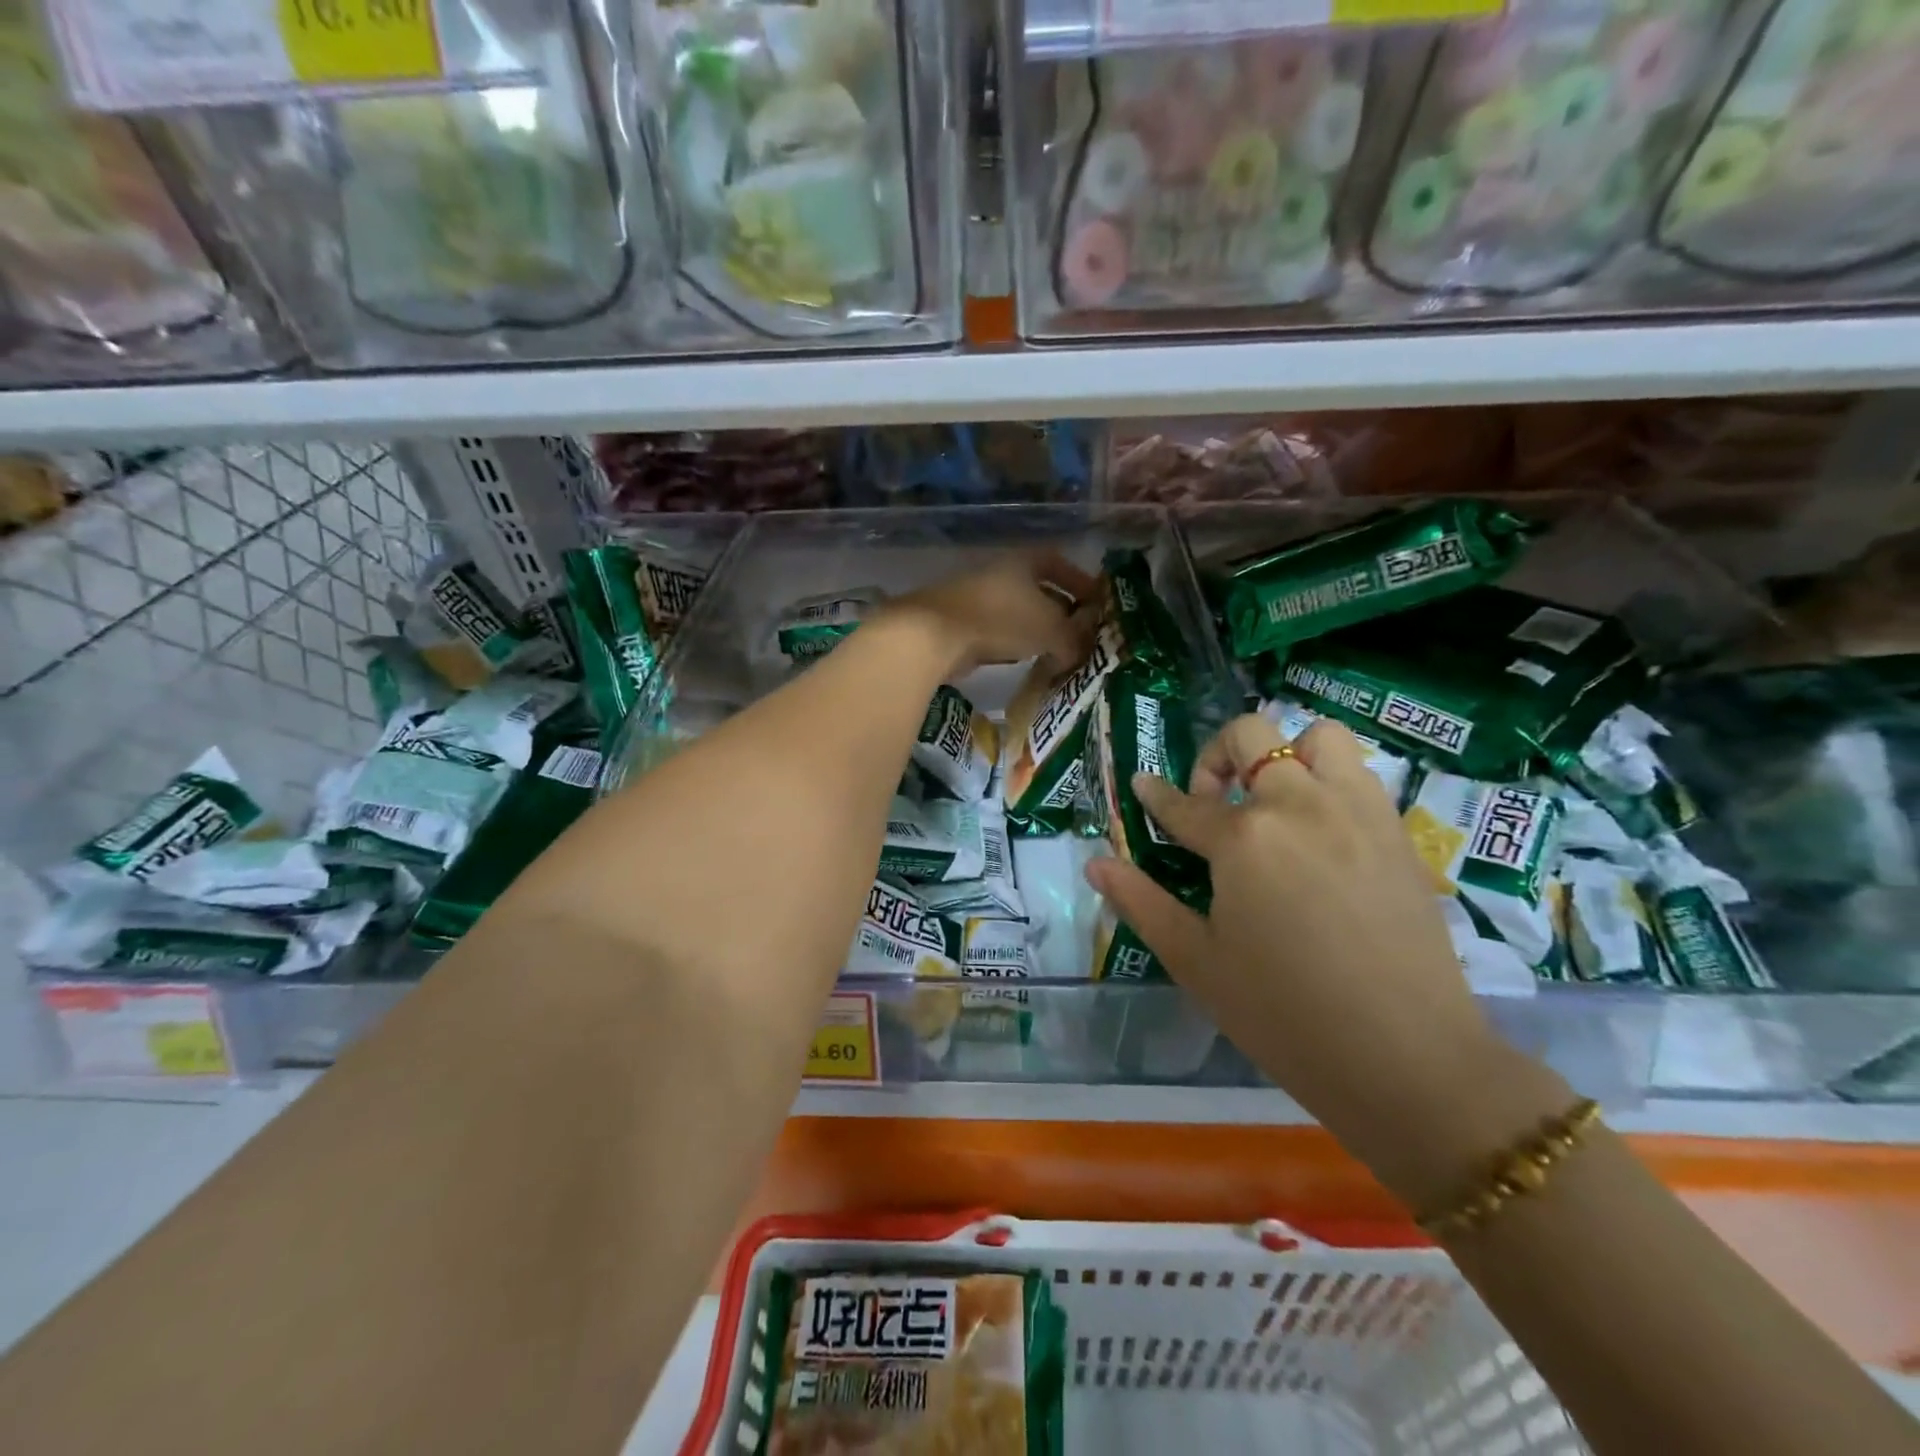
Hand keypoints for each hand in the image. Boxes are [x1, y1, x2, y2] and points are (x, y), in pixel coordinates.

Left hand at [884, 552, 1099, 677]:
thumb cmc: (1001, 619)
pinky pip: (996, 630)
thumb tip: (1079, 653)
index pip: (1059, 563)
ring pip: (1016, 611)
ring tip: (1054, 650)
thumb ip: (1072, 639)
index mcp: (1024, 561)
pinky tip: (1021, 659)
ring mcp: (976, 597)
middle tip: (1077, 632)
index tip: (1095, 603)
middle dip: (1059, 609)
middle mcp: (1000, 573)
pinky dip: (1012, 642)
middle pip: (1037, 588)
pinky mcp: (960, 623)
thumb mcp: (1050, 629)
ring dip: (1035, 629)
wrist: (935, 634)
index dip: (1080, 581)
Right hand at [1085, 713, 1550, 1203]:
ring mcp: (1356, 811)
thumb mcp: (1196, 961)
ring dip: (1284, 755)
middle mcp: (1299, 805)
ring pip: (1316, 738)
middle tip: (1213, 804)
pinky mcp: (1396, 831)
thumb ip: (1141, 902)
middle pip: (1251, 737)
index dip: (1156, 796)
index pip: (1185, 804)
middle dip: (1217, 757)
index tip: (1143, 786)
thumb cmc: (1283, 1014)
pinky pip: (1359, 774)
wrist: (1406, 1058)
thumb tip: (1096, 863)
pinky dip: (1329, 780)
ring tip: (1273, 802)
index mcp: (1244, 838)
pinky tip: (1318, 829)